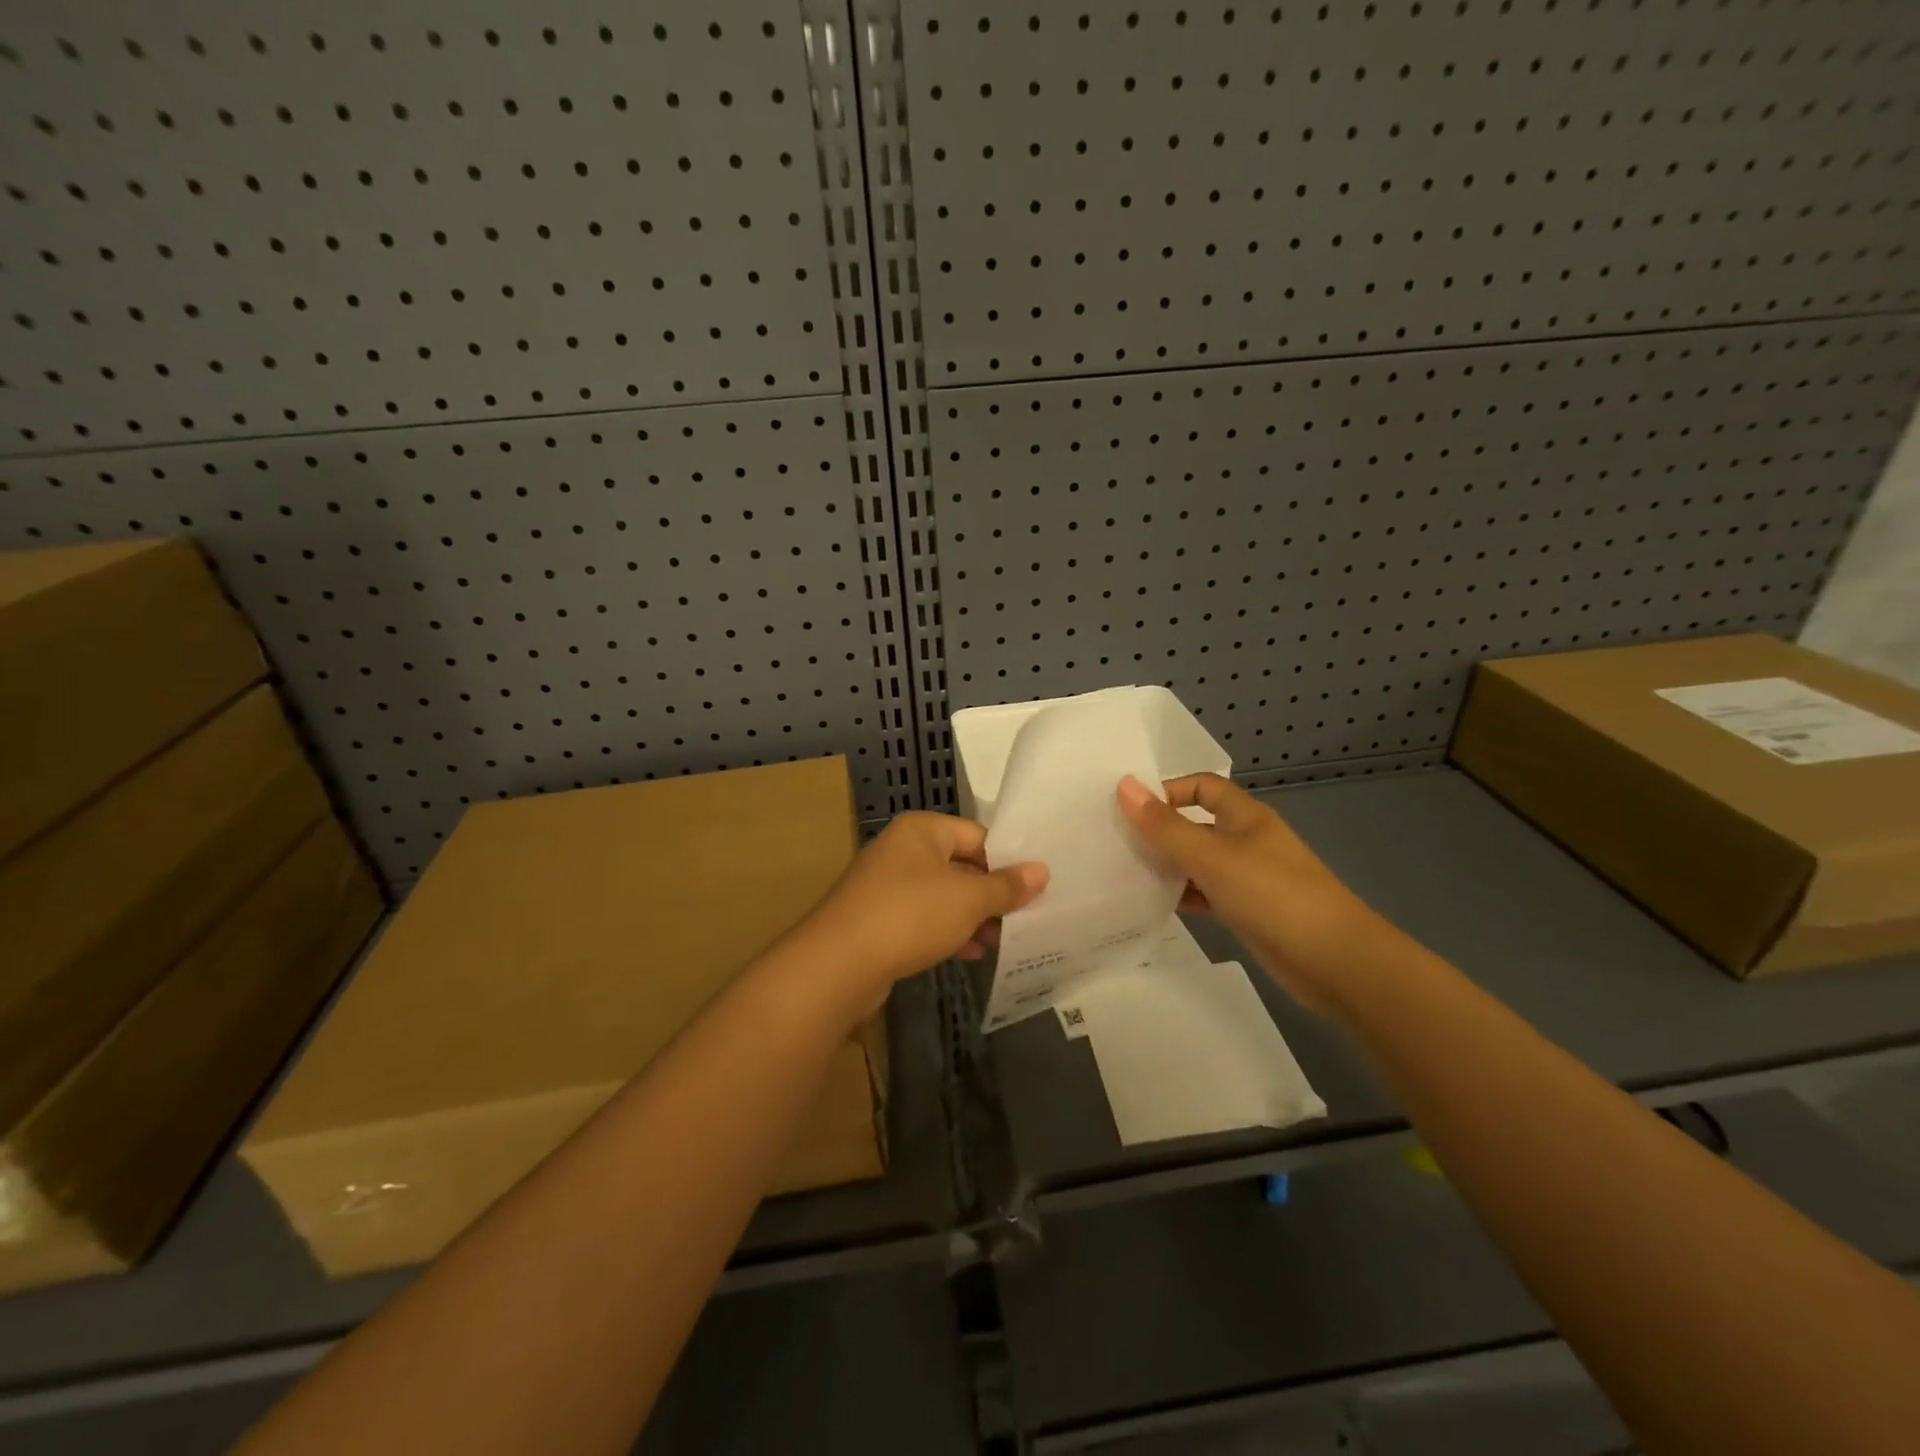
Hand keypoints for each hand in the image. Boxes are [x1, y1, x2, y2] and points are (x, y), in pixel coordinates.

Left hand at [789, 812, 1047, 1013]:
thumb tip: (1042, 870)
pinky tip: (971, 953)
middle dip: (991, 893)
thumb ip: (1006, 885)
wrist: (838, 964)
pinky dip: (948, 932)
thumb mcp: (968, 899)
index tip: (1035, 888)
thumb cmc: (910, 915)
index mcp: (921, 830)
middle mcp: (902, 850)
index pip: (977, 835)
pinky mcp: (879, 920)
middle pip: (960, 865)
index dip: (1007, 860)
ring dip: (972, 917)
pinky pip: (924, 919)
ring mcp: (887, 886)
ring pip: (943, 896)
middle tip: (1024, 918)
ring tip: (1001, 940)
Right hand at [1117, 773, 1388, 1010]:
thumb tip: (1124, 786)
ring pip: (1198, 862)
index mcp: (1245, 817)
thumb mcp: (1211, 857)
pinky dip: (1183, 896)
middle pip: (1196, 824)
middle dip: (1160, 831)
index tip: (1130, 810)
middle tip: (1115, 842)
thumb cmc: (1273, 895)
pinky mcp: (1248, 911)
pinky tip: (1154, 905)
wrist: (1335, 962)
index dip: (1167, 791)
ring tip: (1125, 874)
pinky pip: (1207, 894)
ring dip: (1168, 866)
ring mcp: (1249, 877)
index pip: (1201, 786)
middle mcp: (1246, 841)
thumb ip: (1165, 826)